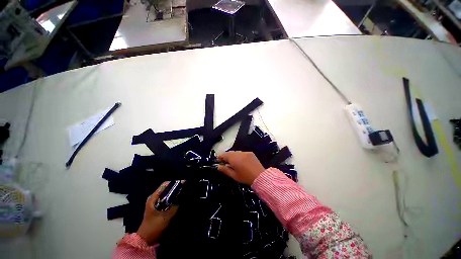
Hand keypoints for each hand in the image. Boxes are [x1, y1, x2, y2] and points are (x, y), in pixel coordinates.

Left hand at [136, 182, 178, 245]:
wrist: (146, 240)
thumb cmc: (154, 227)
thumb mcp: (166, 217)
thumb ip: (175, 206)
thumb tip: (182, 197)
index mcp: (153, 198)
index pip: (165, 185)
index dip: (174, 182)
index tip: (183, 183)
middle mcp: (154, 198)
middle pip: (166, 189)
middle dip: (175, 187)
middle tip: (185, 187)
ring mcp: (155, 203)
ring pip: (167, 194)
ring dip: (174, 193)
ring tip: (183, 193)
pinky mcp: (158, 208)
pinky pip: (166, 199)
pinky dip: (172, 198)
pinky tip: (178, 200)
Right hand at [217, 151, 264, 184]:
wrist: (259, 176)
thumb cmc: (245, 177)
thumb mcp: (233, 175)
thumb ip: (225, 170)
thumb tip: (218, 166)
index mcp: (233, 158)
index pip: (224, 155)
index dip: (220, 157)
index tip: (218, 160)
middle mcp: (238, 153)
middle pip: (230, 153)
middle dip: (226, 156)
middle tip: (225, 163)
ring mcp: (245, 152)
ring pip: (236, 152)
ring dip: (233, 156)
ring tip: (233, 162)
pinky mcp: (250, 153)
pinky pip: (242, 153)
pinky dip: (239, 156)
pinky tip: (241, 161)